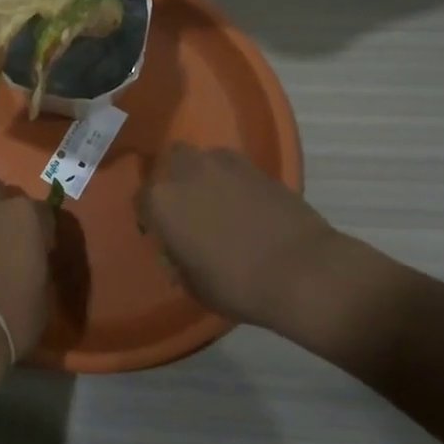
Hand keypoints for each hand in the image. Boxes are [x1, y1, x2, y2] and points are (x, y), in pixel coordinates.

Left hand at [0, 178, 54, 376]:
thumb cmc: (11, 316)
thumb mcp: (42, 297)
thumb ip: (38, 268)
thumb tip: (30, 265)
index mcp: (26, 216)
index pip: (43, 212)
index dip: (43, 232)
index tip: (42, 251)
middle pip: (0, 193)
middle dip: (4, 209)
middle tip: (8, 240)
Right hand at [140, 143, 349, 340]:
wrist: (302, 272)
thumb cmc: (237, 285)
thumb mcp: (193, 284)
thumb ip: (177, 260)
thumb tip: (179, 251)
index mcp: (162, 202)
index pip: (141, 199)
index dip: (149, 217)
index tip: (163, 234)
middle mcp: (186, 173)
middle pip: (171, 161)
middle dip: (175, 178)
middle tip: (189, 206)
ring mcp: (224, 165)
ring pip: (204, 158)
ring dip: (205, 174)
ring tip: (220, 200)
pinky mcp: (258, 167)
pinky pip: (235, 167)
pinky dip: (235, 180)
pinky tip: (246, 203)